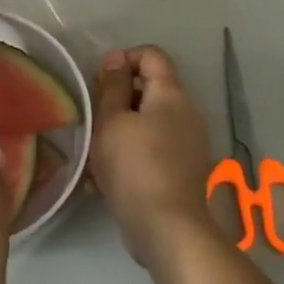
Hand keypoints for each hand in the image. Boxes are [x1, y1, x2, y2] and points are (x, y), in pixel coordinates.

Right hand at [90, 47, 218, 269]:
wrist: (167, 228)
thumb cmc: (134, 166)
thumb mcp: (112, 121)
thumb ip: (113, 86)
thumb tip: (116, 58)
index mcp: (171, 93)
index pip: (151, 55)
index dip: (122, 59)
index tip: (98, 83)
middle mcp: (187, 112)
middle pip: (151, 88)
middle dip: (119, 97)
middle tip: (93, 117)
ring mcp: (190, 142)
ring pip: (150, 120)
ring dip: (123, 126)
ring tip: (97, 148)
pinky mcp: (184, 168)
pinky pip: (155, 146)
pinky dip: (134, 150)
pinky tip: (111, 173)